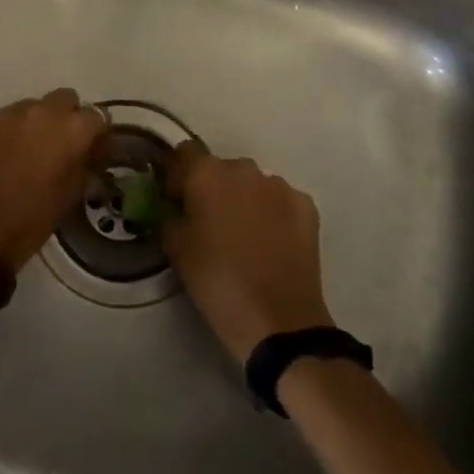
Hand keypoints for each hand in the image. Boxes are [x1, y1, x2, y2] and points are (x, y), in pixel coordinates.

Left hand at [0, 89, 106, 268]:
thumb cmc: (30, 221)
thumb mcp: (70, 197)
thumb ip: (83, 168)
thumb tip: (87, 157)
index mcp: (72, 129)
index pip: (97, 116)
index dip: (95, 133)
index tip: (91, 149)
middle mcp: (42, 110)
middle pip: (63, 99)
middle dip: (64, 117)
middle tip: (56, 145)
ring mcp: (6, 112)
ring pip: (28, 107)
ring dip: (30, 124)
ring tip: (20, 152)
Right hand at [163, 142, 334, 361]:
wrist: (278, 320)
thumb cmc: (217, 281)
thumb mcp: (175, 249)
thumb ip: (168, 214)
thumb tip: (172, 204)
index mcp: (206, 173)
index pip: (182, 153)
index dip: (176, 176)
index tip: (175, 201)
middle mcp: (243, 168)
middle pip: (219, 168)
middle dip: (211, 189)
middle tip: (209, 224)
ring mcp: (278, 185)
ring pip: (251, 184)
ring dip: (243, 200)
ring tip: (243, 237)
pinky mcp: (305, 205)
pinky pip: (279, 200)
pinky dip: (272, 213)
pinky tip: (270, 243)